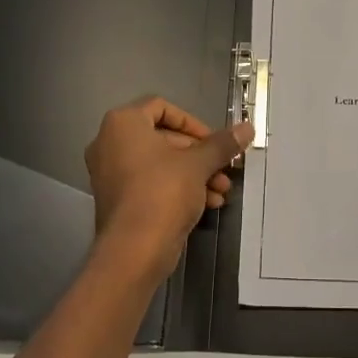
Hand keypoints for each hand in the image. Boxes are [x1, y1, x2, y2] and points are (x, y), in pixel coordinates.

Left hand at [84, 97, 252, 275]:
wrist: (134, 250)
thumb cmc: (163, 192)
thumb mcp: (198, 164)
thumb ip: (222, 144)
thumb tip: (247, 127)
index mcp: (123, 124)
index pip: (161, 107)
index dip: (193, 122)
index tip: (214, 141)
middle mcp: (110, 143)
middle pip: (164, 137)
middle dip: (199, 154)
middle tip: (224, 168)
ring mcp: (110, 173)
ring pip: (161, 164)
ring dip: (194, 173)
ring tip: (222, 190)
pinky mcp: (118, 199)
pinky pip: (151, 183)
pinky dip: (178, 188)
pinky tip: (207, 203)